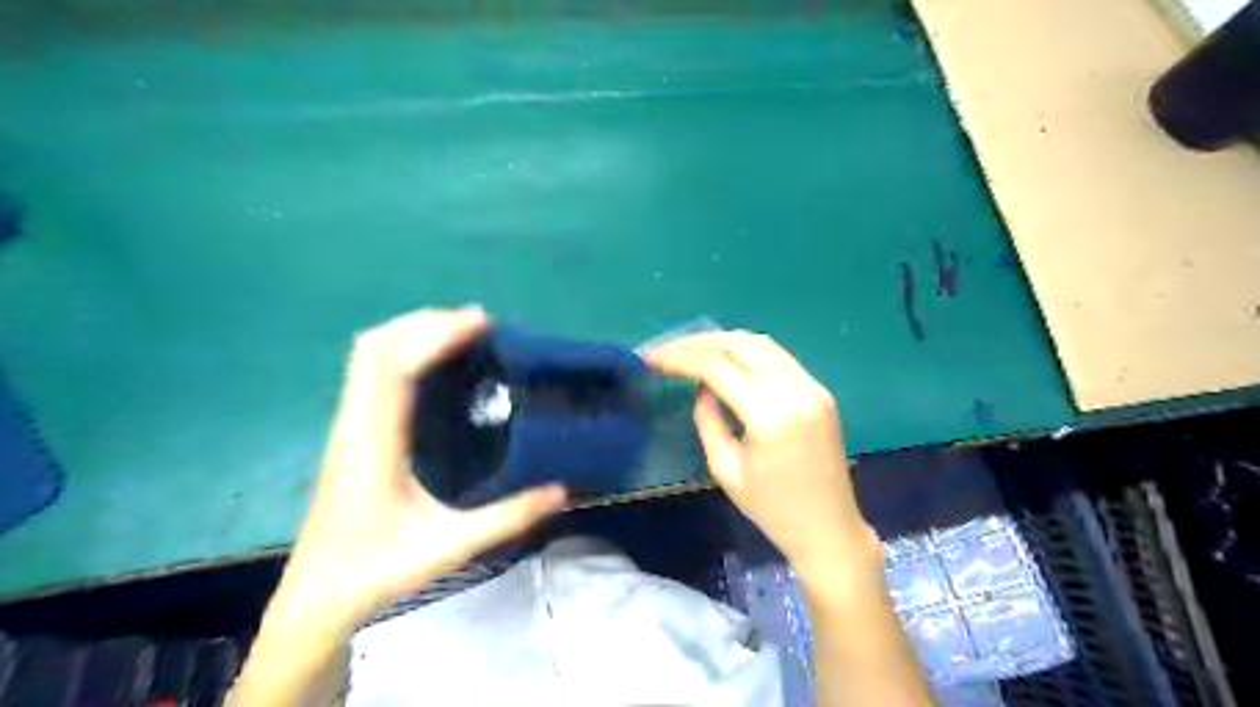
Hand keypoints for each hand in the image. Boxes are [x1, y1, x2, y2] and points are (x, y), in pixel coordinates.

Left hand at [276, 308, 574, 632]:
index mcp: (374, 442)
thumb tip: (562, 490)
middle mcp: (355, 423)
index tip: (481, 324)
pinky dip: (403, 351)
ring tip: (462, 333)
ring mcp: (348, 425)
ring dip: (412, 331)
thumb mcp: (450, 546)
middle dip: (426, 322)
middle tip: (479, 324)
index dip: (436, 334)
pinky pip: (370, 372)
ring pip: (367, 355)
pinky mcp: (351, 432)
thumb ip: (509, 517)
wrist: (315, 597)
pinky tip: (436, 365)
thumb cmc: (377, 571)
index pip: (394, 365)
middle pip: (375, 345)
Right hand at [640, 332, 878, 578]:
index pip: (718, 367)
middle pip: (740, 344)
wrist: (829, 528)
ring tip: (691, 350)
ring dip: (723, 341)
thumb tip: (702, 388)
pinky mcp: (820, 391)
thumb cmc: (772, 510)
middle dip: (698, 341)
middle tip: (667, 350)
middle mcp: (795, 390)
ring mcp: (813, 387)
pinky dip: (747, 351)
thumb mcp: (726, 469)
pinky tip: (726, 360)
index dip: (680, 357)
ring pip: (761, 343)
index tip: (651, 357)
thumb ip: (708, 420)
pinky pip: (778, 357)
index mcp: (770, 415)